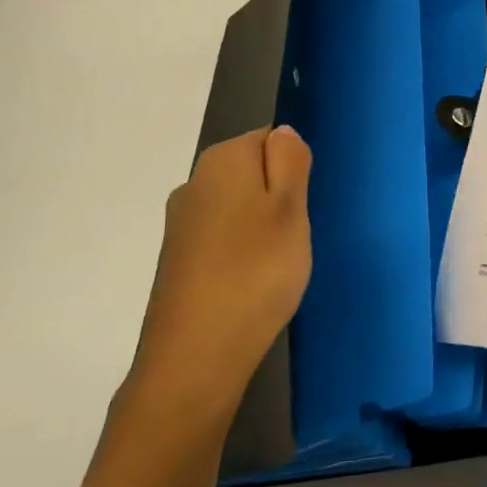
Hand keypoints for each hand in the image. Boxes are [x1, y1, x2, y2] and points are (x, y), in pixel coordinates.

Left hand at [128, 126, 312, 417]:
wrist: (196, 355)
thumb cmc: (257, 272)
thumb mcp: (290, 209)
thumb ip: (290, 162)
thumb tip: (282, 131)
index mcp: (222, 161)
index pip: (268, 138)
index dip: (295, 167)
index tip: (307, 203)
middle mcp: (194, 183)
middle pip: (251, 172)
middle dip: (280, 196)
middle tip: (300, 233)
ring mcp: (182, 223)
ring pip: (238, 207)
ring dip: (263, 226)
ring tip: (282, 262)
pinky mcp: (179, 260)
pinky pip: (224, 238)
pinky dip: (244, 252)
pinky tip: (256, 281)